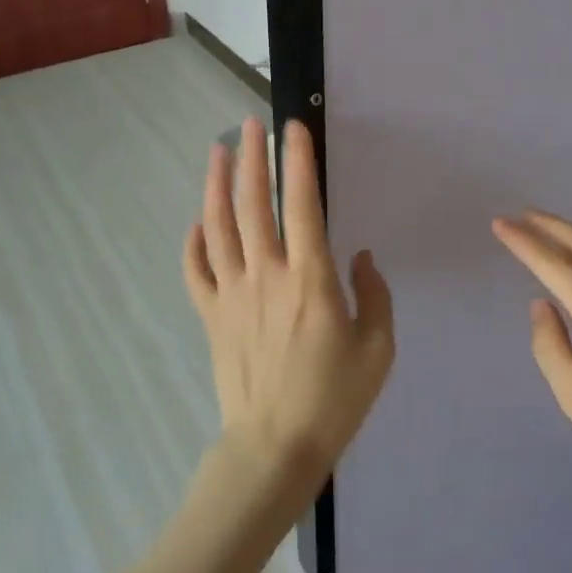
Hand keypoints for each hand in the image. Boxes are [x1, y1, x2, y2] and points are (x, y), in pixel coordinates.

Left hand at [183, 120, 393, 493]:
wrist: (274, 448)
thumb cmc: (333, 399)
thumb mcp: (377, 349)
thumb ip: (374, 296)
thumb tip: (360, 257)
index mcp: (310, 278)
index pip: (301, 204)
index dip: (297, 162)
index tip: (293, 128)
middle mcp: (266, 274)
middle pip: (252, 204)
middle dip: (251, 158)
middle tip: (249, 124)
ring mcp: (232, 294)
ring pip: (218, 227)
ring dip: (216, 185)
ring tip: (217, 151)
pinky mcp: (211, 316)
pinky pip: (196, 271)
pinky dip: (193, 243)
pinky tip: (197, 222)